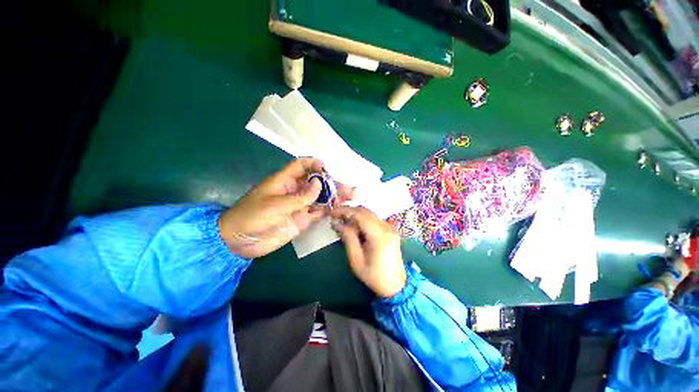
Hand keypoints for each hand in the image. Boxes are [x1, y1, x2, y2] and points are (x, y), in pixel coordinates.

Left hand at [219, 158, 352, 257]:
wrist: (240, 242)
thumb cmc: (252, 216)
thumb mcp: (276, 205)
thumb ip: (300, 196)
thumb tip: (319, 184)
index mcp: (285, 181)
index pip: (302, 165)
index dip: (315, 164)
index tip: (328, 169)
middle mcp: (294, 191)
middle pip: (316, 183)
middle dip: (332, 184)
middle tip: (349, 188)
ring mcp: (299, 206)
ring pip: (320, 198)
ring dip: (334, 197)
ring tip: (351, 197)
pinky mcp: (302, 220)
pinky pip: (318, 212)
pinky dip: (329, 210)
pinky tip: (340, 208)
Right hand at [331, 206, 405, 297]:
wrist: (396, 285)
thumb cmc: (374, 276)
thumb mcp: (356, 260)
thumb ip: (348, 238)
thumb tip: (338, 223)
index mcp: (379, 235)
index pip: (360, 215)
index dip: (345, 211)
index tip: (332, 213)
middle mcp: (386, 227)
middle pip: (365, 211)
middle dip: (349, 211)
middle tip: (335, 216)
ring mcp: (390, 228)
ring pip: (369, 214)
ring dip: (355, 215)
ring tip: (342, 221)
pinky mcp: (390, 230)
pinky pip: (373, 220)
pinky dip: (362, 220)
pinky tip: (354, 226)